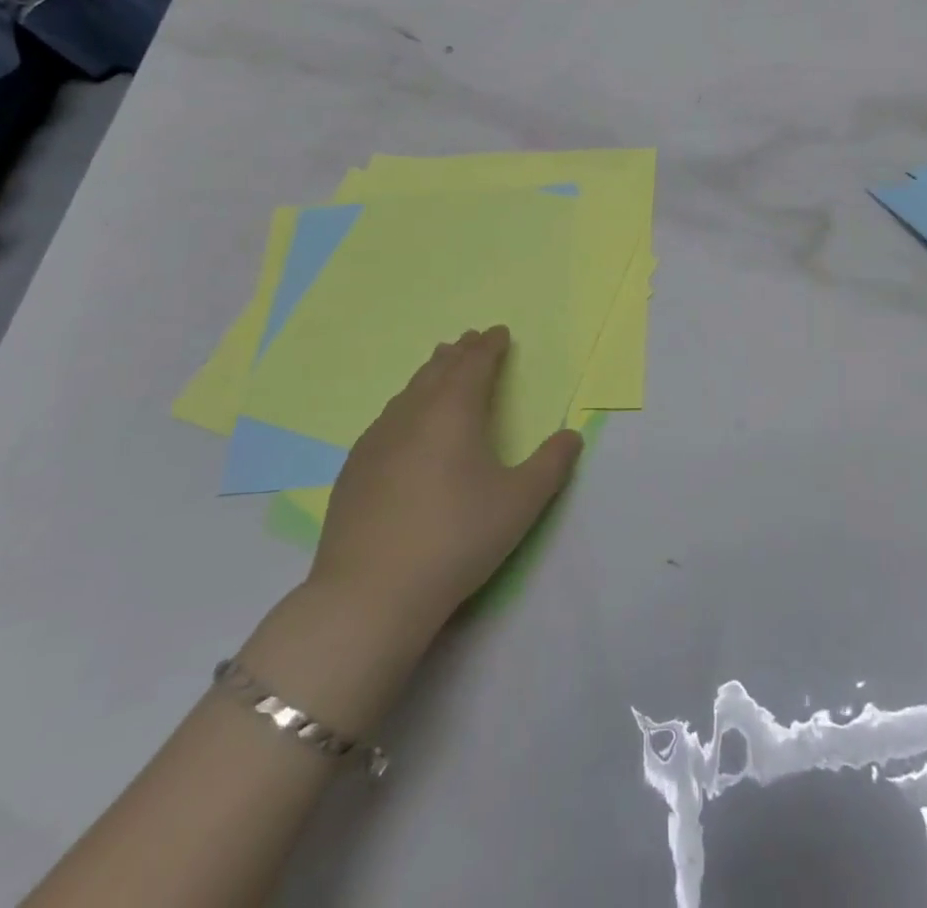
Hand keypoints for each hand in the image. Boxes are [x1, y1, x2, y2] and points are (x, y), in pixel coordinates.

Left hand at [309, 326, 582, 634]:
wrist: (370, 593)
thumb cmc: (456, 538)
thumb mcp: (520, 503)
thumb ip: (551, 464)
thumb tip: (572, 435)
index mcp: (454, 412)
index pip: (474, 364)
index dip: (489, 346)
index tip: (499, 332)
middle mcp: (412, 414)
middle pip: (437, 370)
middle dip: (459, 352)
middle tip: (471, 340)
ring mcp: (376, 440)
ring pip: (408, 392)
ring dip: (429, 374)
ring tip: (439, 367)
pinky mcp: (354, 469)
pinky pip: (386, 419)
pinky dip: (405, 405)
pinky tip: (402, 423)